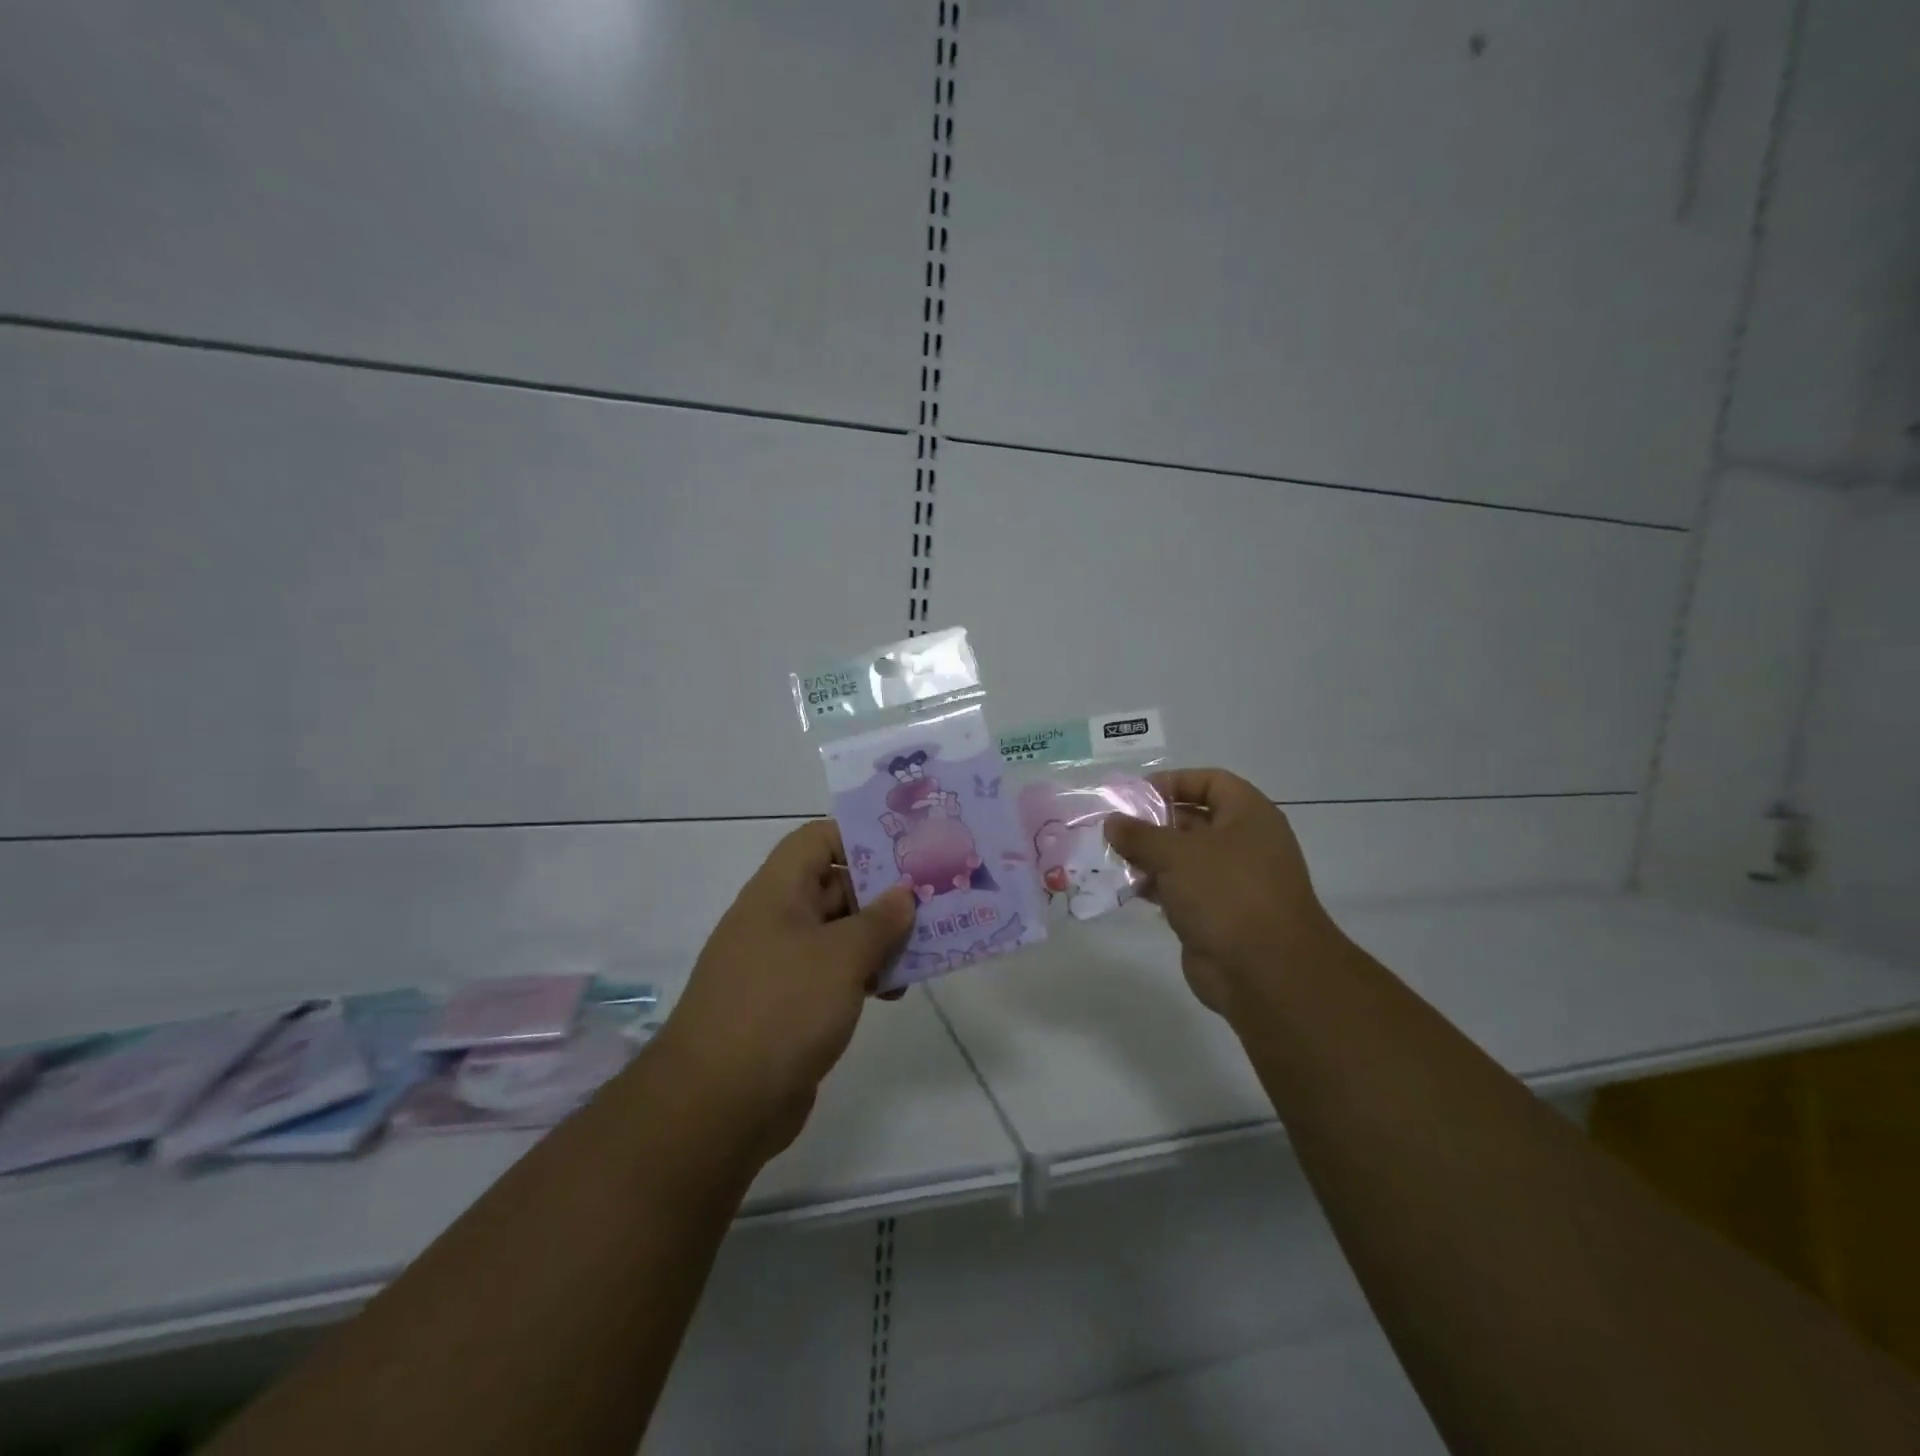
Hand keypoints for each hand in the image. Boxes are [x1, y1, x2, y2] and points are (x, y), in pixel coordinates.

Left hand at [653, 821, 914, 1162]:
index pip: (818, 839)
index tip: (906, 852)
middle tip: (933, 901)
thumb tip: (903, 894)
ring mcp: (782, 964)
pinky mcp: (790, 1005)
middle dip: (883, 893)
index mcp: (778, 892)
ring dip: (880, 939)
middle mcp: (777, 920)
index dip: (859, 836)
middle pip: (835, 886)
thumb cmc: (781, 1009)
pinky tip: (894, 992)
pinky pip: (834, 973)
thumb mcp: (841, 957)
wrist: (718, 1106)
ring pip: (839, 933)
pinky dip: (864, 974)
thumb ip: (879, 921)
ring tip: (924, 950)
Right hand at [1105, 768, 1340, 1022]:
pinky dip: (1155, 886)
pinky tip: (1125, 888)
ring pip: (1184, 858)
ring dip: (1149, 857)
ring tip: (1110, 857)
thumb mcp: (1176, 854)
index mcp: (1248, 816)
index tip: (1135, 794)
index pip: (1210, 782)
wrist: (1266, 972)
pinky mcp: (1217, 914)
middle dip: (1153, 822)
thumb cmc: (1226, 893)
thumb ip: (1139, 835)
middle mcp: (1243, 843)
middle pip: (1193, 820)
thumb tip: (1112, 822)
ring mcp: (1232, 881)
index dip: (1174, 782)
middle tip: (1112, 826)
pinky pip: (1181, 890)